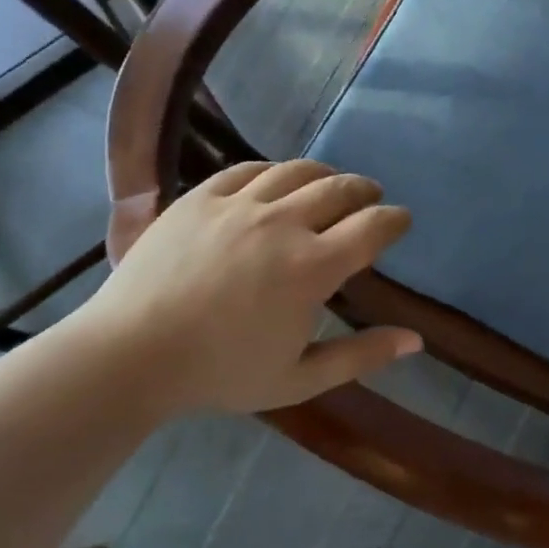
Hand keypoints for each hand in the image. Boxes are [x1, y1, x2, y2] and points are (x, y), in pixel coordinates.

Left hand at [77, 160, 420, 417]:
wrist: (132, 354)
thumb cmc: (220, 373)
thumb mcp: (300, 379)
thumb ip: (361, 356)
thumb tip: (416, 340)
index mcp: (312, 268)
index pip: (372, 226)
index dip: (395, 219)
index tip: (401, 221)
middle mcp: (283, 223)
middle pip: (340, 189)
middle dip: (365, 190)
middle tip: (371, 198)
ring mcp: (239, 205)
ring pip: (297, 171)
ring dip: (325, 174)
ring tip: (330, 184)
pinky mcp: (201, 197)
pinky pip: (248, 169)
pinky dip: (274, 170)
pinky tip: (275, 180)